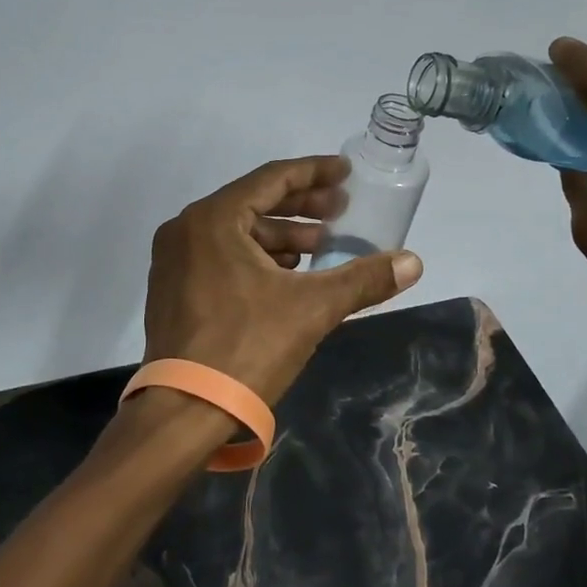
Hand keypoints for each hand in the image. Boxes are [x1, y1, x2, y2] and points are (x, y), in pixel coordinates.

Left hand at [142, 155, 424, 406]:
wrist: (183, 413)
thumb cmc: (246, 347)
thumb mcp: (312, 308)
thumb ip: (363, 279)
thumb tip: (413, 262)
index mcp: (213, 219)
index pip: (272, 179)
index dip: (314, 173)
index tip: (345, 173)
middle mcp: (186, 229)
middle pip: (254, 202)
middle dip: (302, 207)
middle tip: (341, 210)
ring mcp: (174, 260)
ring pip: (237, 232)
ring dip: (281, 235)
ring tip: (322, 246)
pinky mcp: (173, 288)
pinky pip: (222, 255)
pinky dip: (257, 256)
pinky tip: (288, 274)